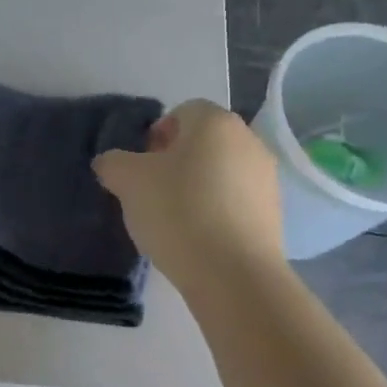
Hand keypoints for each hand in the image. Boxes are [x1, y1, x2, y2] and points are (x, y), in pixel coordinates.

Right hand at [94, 100, 282, 287]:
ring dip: (197, 186)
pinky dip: (216, 210)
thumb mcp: (128, 182)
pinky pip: (236, 200)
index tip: (141, 168)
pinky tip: (199, 237)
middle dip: (176, 161)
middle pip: (203, 142)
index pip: (181, 112)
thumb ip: (113, 163)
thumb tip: (111, 163)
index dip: (155, 136)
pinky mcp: (274, 213)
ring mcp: (266, 177)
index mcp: (215, 122)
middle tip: (152, 193)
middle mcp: (248, 140)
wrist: (233, 274)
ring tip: (174, 220)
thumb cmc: (178, 212)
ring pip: (220, 171)